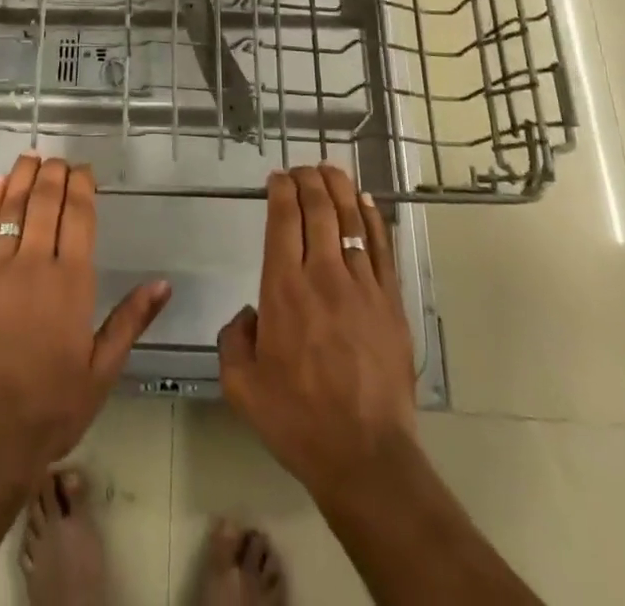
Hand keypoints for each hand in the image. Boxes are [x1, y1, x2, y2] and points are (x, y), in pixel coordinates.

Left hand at [0, 155, 170, 483]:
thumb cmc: (53, 406)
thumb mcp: (102, 370)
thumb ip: (131, 320)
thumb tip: (163, 283)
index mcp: (71, 282)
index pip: (78, 215)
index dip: (82, 186)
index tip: (85, 171)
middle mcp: (34, 264)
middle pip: (45, 202)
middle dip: (54, 174)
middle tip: (60, 160)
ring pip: (12, 207)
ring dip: (23, 177)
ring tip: (32, 157)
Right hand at [218, 165, 417, 503]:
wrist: (365, 456)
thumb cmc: (297, 420)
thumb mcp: (241, 386)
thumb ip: (233, 340)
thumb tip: (249, 316)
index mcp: (283, 289)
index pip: (283, 219)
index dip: (280, 190)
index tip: (277, 178)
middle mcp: (322, 275)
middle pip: (317, 209)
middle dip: (308, 180)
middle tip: (301, 168)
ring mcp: (361, 286)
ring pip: (350, 220)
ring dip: (339, 188)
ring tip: (330, 169)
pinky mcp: (390, 302)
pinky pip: (381, 247)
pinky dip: (372, 218)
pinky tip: (365, 202)